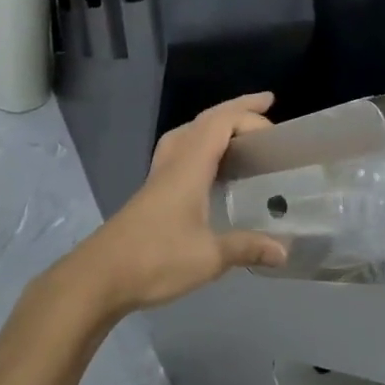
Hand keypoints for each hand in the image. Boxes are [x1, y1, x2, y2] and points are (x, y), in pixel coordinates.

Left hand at [60, 93, 288, 315]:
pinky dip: (200, 148)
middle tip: (264, 109)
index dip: (247, 114)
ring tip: (238, 136)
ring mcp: (158, 177)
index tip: (275, 120)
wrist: (100, 276)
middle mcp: (172, 163)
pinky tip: (209, 172)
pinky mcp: (151, 194)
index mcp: (188, 167)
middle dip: (234, 110)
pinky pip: (179, 154)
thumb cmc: (156, 259)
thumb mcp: (209, 256)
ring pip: (186, 135)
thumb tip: (284, 251)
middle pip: (203, 122)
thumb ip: (246, 247)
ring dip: (213, 126)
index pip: (219, 123)